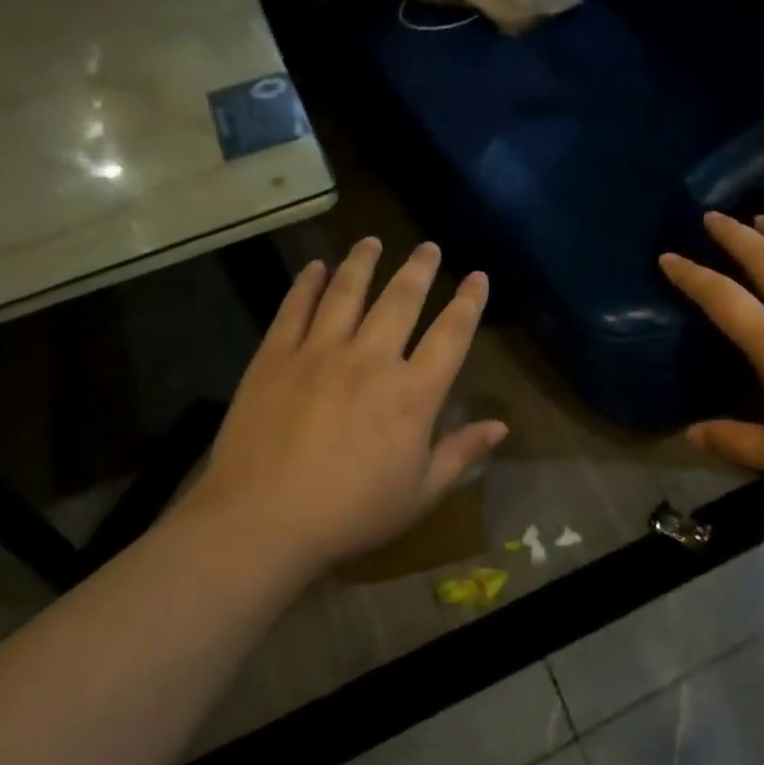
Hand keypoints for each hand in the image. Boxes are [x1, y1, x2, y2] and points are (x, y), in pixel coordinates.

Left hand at [186, 238, 505, 571]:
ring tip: (372, 241)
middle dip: (419, 269)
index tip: (478, 277)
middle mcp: (372, 359)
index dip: (469, 302)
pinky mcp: (276, 357)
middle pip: (401, 300)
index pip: (452, 335)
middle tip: (428, 247)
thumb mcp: (419, 494)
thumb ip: (461, 454)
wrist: (262, 523)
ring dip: (363, 262)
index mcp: (413, 394)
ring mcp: (320, 353)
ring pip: (347, 292)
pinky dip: (306, 284)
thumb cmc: (351, 514)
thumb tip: (501, 426)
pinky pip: (295, 309)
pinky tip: (314, 267)